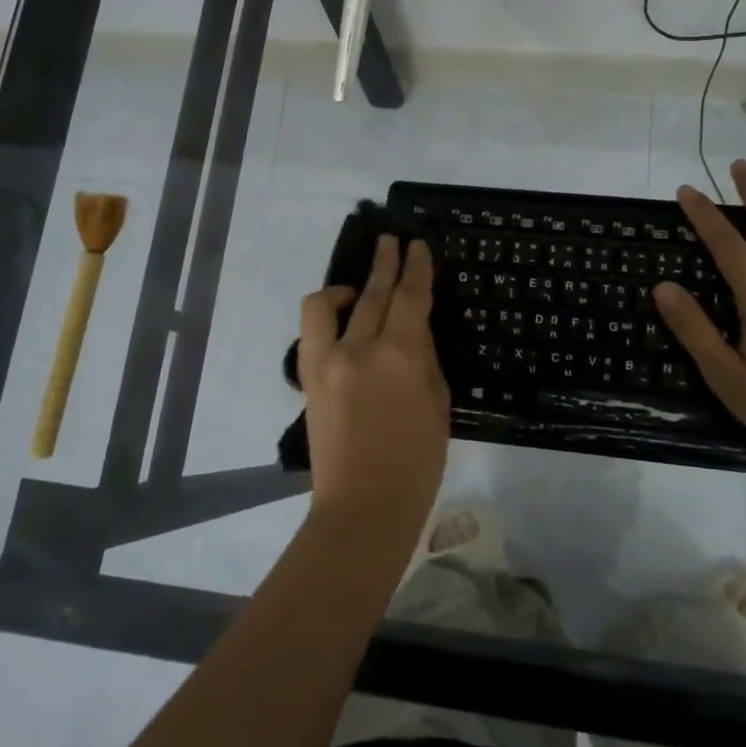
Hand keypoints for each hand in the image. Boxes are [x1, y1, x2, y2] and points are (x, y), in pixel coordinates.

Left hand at [298, 235, 449, 533]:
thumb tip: (412, 332)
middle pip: (374, 292)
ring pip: (330, 303)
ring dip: (349, 284)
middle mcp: (361, 348)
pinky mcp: (308, 376)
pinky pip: (312, 329)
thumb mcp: (437, 404)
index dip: (416, 267)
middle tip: (392, 241)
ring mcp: (327, 360)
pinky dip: (326, 313)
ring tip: (360, 284)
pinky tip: (341, 316)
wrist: (363, 506)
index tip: (418, 245)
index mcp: (402, 356)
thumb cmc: (416, 463)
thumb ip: (423, 359)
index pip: (411, 297)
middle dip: (386, 262)